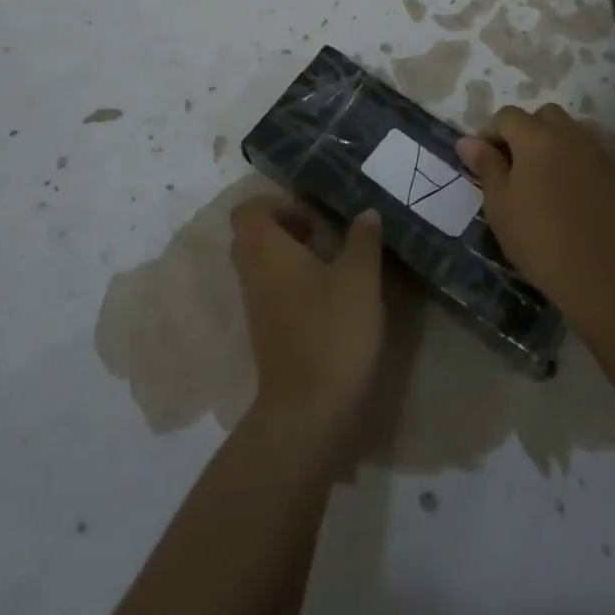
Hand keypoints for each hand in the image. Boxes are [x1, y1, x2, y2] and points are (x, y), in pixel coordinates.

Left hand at [229, 195, 383, 433]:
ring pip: (264, 265)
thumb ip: (363, 240)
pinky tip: (330, 295)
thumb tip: (366, 213)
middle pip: (254, 235)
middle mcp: (252, 273)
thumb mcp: (359, 277)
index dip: (278, 203)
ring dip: (292, 256)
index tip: (313, 214)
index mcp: (265, 249)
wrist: (309, 411)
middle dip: (287, 227)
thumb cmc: (332, 330)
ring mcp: (256, 306)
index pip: (248, 210)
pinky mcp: (266, 333)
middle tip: (324, 233)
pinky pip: (272, 291)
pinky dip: (294, 283)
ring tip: (333, 262)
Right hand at [457, 104, 614, 327]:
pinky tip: (567, 198)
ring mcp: (597, 154)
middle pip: (543, 116)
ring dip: (552, 146)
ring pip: (569, 134)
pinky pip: (588, 158)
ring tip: (540, 181)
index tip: (482, 161)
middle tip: (513, 166)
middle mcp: (569, 135)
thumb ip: (485, 166)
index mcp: (536, 136)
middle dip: (525, 131)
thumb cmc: (539, 237)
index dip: (489, 133)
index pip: (506, 116)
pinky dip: (573, 166)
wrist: (605, 276)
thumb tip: (467, 141)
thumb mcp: (500, 204)